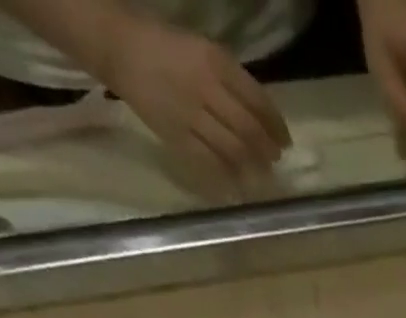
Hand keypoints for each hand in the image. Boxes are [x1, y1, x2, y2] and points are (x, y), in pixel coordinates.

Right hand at [102, 14, 288, 178]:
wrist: (120, 48)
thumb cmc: (168, 50)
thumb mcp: (205, 53)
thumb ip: (233, 83)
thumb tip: (265, 119)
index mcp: (215, 62)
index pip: (258, 100)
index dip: (276, 126)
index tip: (285, 142)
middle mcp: (205, 88)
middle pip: (249, 130)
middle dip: (267, 150)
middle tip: (275, 160)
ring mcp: (190, 114)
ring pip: (233, 149)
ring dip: (252, 166)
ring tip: (261, 173)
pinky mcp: (177, 136)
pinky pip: (210, 162)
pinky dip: (228, 175)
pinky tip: (238, 181)